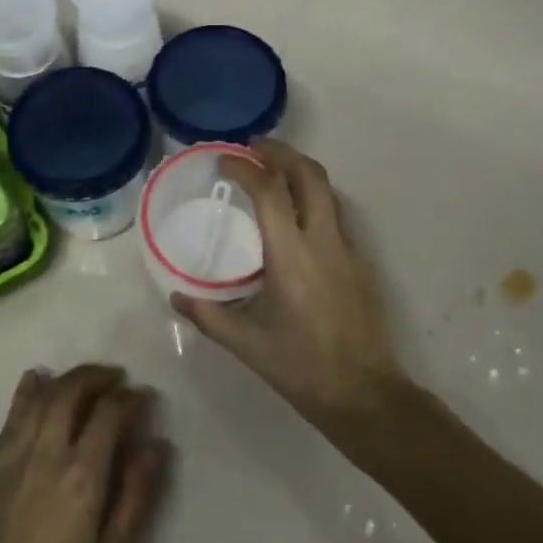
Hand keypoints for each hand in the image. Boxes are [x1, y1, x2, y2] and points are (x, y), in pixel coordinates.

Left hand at [0, 364, 168, 542]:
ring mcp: (17, 460)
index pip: (109, 414)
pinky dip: (26, 393)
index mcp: (81, 476)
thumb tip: (157, 446)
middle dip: (97, 377)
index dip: (131, 399)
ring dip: (66, 379)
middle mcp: (47, 456)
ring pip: (41, 399)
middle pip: (71, 393)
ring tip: (87, 379)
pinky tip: (36, 379)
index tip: (146, 398)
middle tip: (118, 379)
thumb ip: (137, 495)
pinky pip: (13, 418)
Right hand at [172, 141, 405, 434]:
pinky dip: (314, 199)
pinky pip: (337, 214)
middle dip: (281, 152)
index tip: (223, 160)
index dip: (245, 167)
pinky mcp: (362, 262)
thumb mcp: (248, 345)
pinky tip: (297, 217)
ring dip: (300, 171)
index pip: (270, 191)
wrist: (366, 394)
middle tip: (253, 148)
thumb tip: (177, 295)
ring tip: (273, 172)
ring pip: (328, 191)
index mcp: (291, 256)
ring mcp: (349, 249)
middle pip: (309, 174)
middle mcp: (324, 241)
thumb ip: (209, 316)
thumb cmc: (302, 368)